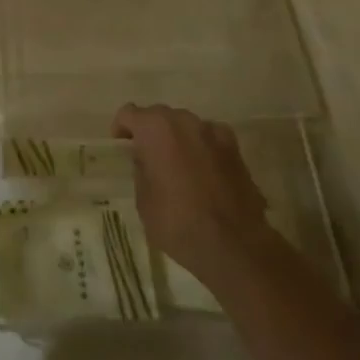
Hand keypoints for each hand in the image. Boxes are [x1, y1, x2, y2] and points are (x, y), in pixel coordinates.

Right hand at [113, 104, 280, 288]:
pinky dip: (203, 149)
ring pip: (187, 126)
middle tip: (148, 158)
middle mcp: (185, 121)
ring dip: (178, 139)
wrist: (234, 246)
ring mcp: (214, 133)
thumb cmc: (178, 223)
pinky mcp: (236, 150)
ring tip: (178, 166)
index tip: (122, 146)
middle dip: (151, 132)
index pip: (129, 114)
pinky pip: (210, 140)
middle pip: (160, 116)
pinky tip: (204, 173)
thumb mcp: (144, 201)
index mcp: (155, 129)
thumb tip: (147, 159)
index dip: (122, 128)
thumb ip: (141, 170)